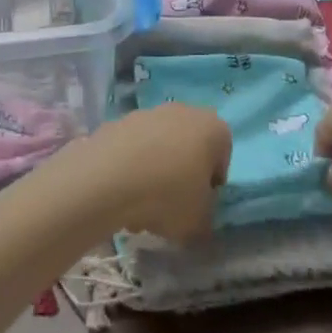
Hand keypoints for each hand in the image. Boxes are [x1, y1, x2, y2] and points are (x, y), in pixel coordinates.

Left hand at [68, 104, 230, 242]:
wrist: (109, 176)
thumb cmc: (168, 195)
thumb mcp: (198, 221)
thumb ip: (205, 218)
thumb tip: (199, 217)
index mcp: (213, 128)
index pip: (222, 156)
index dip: (212, 184)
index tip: (199, 205)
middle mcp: (185, 111)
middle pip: (189, 147)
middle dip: (182, 175)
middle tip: (172, 206)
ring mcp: (150, 112)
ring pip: (160, 147)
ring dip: (156, 172)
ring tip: (141, 207)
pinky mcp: (120, 121)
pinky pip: (134, 148)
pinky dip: (132, 167)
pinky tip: (122, 193)